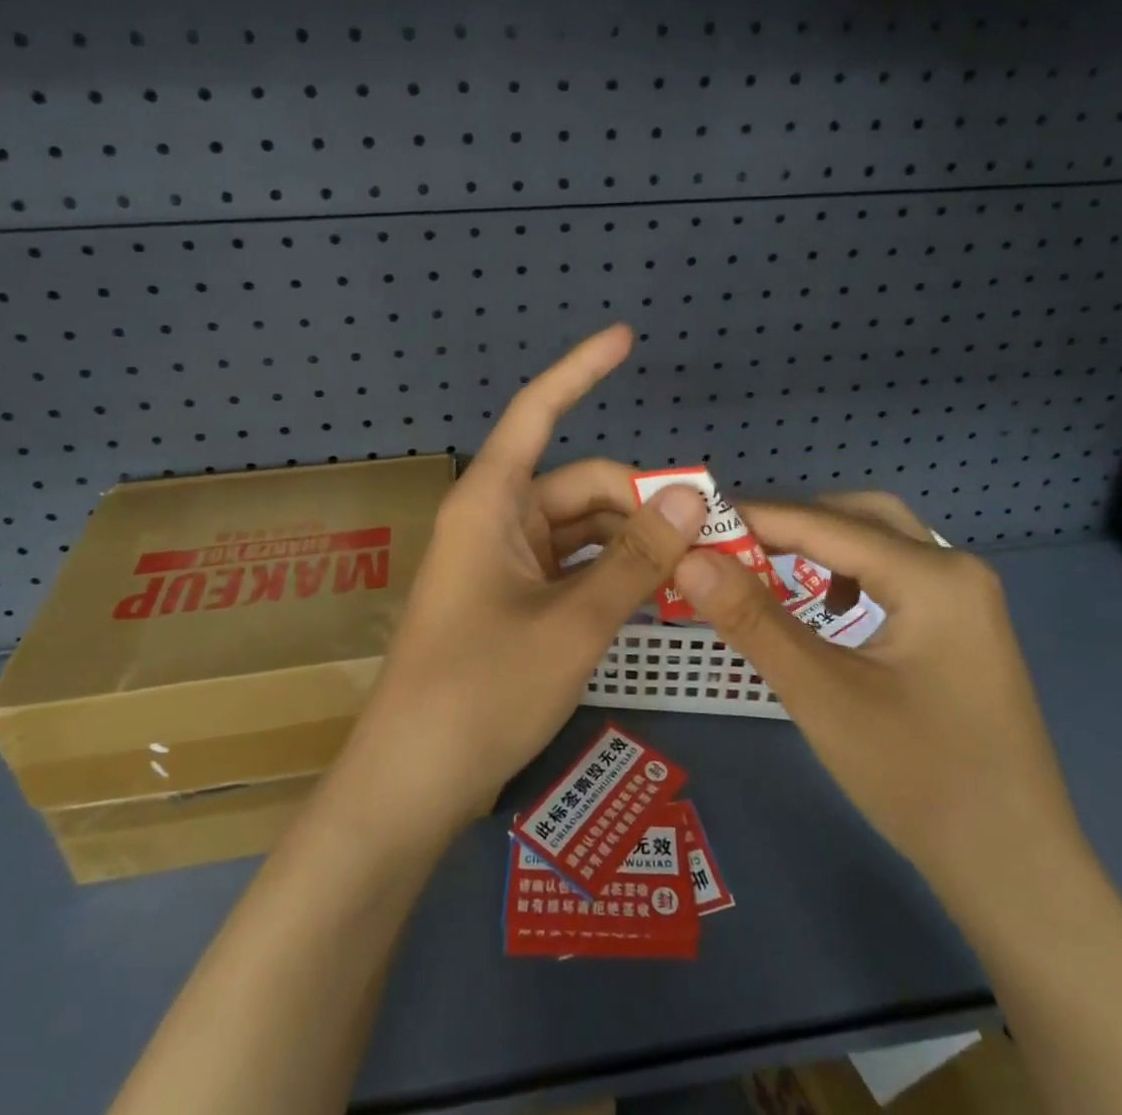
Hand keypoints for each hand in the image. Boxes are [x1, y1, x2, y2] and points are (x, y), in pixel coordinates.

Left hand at [331, 325, 707, 841]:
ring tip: (694, 568)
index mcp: (491, 502)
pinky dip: (611, 573)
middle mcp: (495, 520)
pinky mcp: (510, 600)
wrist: (412, 784)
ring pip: (582, 529)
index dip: (581, 370)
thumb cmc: (483, 691)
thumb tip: (696, 497)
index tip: (624, 337)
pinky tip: (654, 592)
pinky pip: (571, 566)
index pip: (538, 412)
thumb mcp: (574, 623)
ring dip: (633, 542)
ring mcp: (502, 562)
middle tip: (709, 533)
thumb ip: (637, 559)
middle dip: (642, 500)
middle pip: (580, 485)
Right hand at [672, 493, 1084, 893]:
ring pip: (880, 542)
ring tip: (768, 567)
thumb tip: (688, 560)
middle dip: (792, 522)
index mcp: (933, 576)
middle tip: (732, 543)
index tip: (694, 521)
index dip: (753, 518)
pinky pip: (896, 575)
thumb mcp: (822, 695)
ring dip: (822, 544)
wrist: (1018, 875)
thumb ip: (752, 620)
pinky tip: (828, 609)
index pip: (824, 524)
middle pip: (859, 516)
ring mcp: (966, 600)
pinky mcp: (963, 629)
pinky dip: (850, 573)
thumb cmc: (920, 780)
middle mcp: (956, 570)